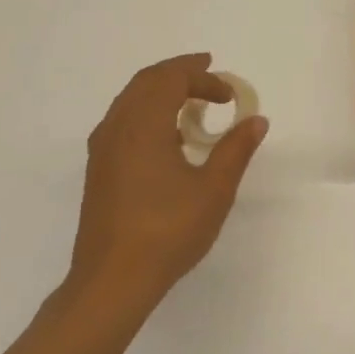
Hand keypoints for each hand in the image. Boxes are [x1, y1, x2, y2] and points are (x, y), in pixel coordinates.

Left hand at [65, 53, 267, 314]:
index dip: (203, 78)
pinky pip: (122, 121)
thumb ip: (236, 149)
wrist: (112, 281)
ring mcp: (102, 150)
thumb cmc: (167, 232)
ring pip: (130, 100)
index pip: (172, 80)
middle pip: (146, 81)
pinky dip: (147, 111)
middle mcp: (117, 128)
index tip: (230, 96)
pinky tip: (166, 136)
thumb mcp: (214, 190)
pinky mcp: (98, 170)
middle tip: (208, 72)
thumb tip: (256, 120)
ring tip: (191, 101)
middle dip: (179, 72)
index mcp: (143, 125)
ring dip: (161, 90)